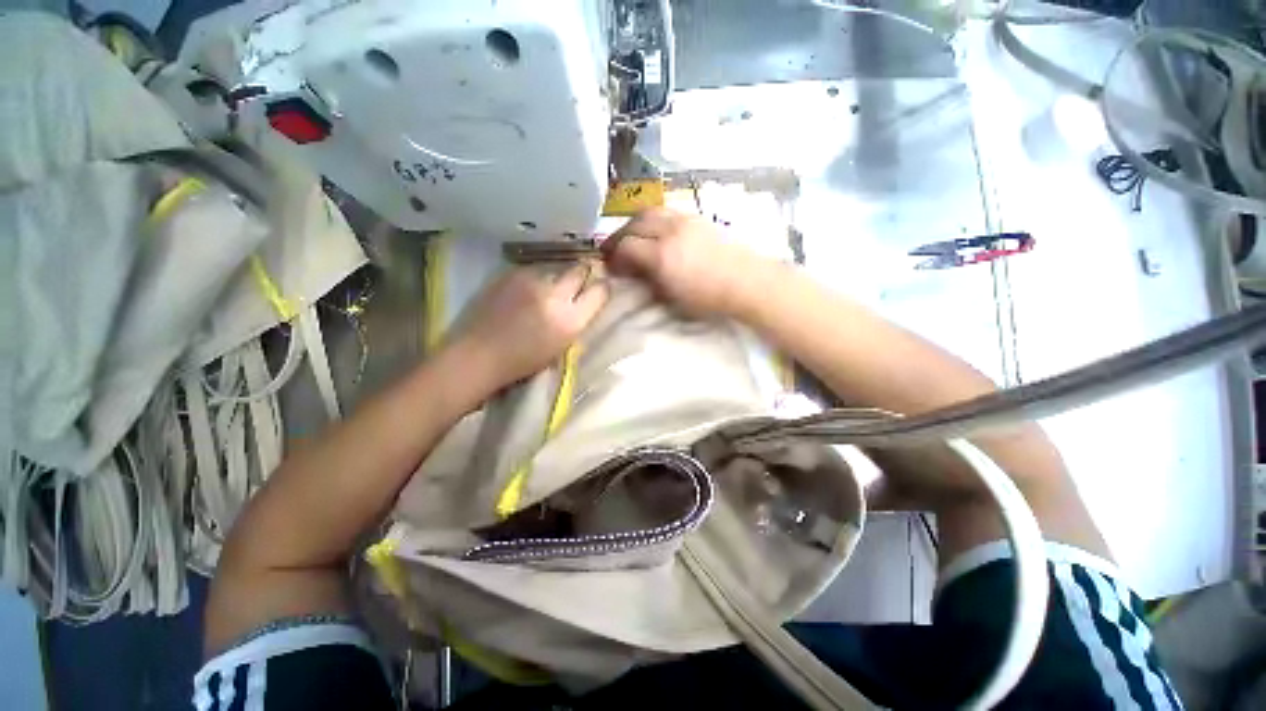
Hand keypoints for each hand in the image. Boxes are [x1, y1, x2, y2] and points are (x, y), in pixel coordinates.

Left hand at [448, 264, 607, 388]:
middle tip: (579, 281)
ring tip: (547, 289)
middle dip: (583, 274)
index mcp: (571, 320)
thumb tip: (585, 302)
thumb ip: (577, 320)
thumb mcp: (562, 345)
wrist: (479, 354)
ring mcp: (532, 281)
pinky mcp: (512, 273)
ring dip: (557, 277)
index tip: (599, 288)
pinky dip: (536, 278)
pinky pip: (534, 270)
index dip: (602, 287)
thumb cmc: (523, 361)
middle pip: (580, 270)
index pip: (600, 291)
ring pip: (556, 269)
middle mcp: (555, 295)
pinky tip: (526, 291)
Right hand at [602, 208, 766, 318]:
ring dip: (635, 223)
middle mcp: (670, 231)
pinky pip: (666, 211)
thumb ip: (649, 283)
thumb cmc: (709, 299)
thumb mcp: (673, 299)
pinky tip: (655, 232)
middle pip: (634, 223)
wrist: (747, 282)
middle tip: (613, 248)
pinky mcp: (697, 217)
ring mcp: (685, 220)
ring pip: (650, 212)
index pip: (626, 246)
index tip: (611, 267)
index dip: (614, 256)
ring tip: (632, 236)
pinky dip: (653, 220)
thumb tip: (635, 274)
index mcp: (662, 255)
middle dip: (619, 235)